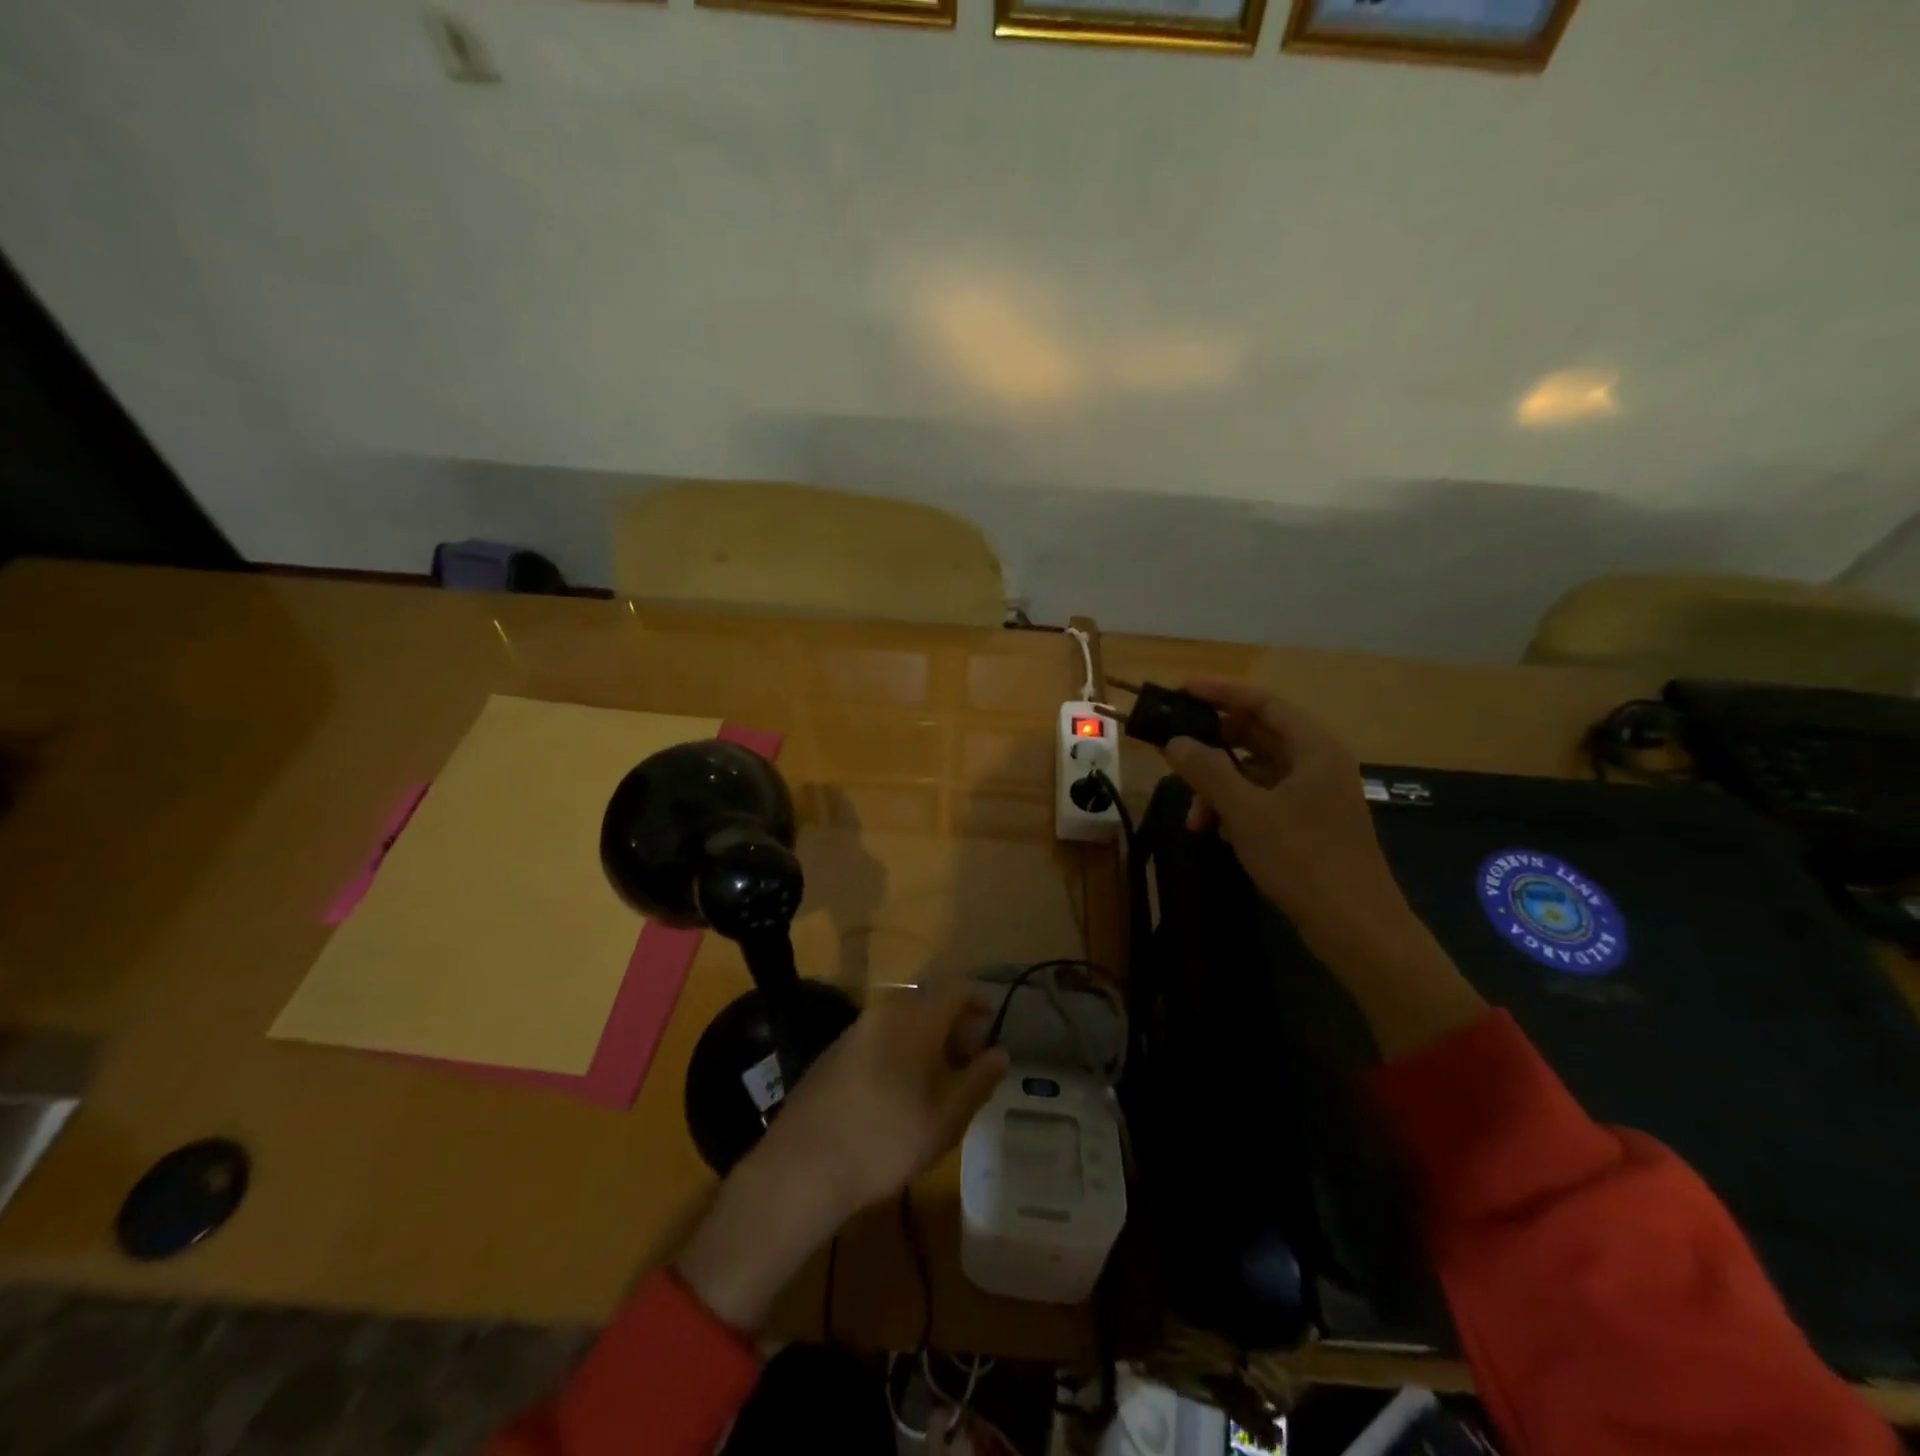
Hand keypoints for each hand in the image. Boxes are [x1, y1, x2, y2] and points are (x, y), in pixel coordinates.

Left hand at [674, 981, 1007, 1330]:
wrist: (802, 1166)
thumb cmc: (886, 1140)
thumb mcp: (946, 1119)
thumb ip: (978, 1081)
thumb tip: (999, 1052)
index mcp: (915, 1019)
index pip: (956, 988)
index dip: (977, 1001)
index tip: (989, 1027)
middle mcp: (884, 1012)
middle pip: (928, 1002)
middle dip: (952, 1025)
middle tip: (966, 1063)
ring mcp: (854, 1030)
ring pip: (901, 1020)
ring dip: (924, 1039)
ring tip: (935, 1081)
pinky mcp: (833, 1052)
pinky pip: (878, 1037)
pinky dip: (898, 1050)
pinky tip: (896, 1091)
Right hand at [1161, 680, 1398, 941]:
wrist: (1355, 928)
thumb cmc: (1303, 859)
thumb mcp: (1246, 811)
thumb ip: (1208, 770)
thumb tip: (1175, 741)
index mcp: (1314, 747)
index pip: (1263, 702)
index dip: (1220, 692)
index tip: (1180, 691)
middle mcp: (1318, 762)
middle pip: (1257, 735)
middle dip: (1213, 747)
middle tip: (1174, 750)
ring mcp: (1315, 794)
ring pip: (1256, 772)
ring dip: (1220, 787)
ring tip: (1195, 818)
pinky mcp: (1310, 823)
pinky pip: (1264, 799)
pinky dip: (1237, 808)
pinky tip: (1218, 832)